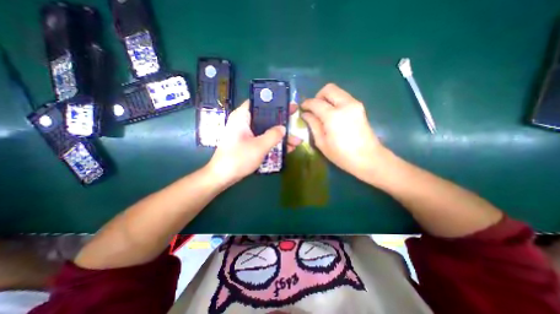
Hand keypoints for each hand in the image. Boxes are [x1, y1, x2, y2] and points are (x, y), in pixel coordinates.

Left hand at [206, 99, 301, 183]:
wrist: (222, 176)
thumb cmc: (238, 158)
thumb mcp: (259, 146)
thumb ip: (273, 135)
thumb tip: (283, 128)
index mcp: (242, 116)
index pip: (259, 102)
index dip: (275, 102)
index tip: (289, 105)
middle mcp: (244, 122)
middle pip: (265, 117)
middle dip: (281, 121)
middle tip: (296, 120)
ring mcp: (246, 134)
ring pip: (266, 130)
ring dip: (280, 136)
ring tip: (297, 141)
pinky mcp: (248, 143)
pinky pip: (263, 139)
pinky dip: (274, 143)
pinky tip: (287, 149)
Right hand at [302, 84, 390, 179]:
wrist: (369, 158)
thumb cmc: (342, 155)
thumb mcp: (322, 142)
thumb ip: (313, 125)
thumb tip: (305, 114)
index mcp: (333, 116)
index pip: (315, 102)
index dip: (306, 104)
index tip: (302, 108)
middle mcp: (345, 105)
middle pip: (329, 89)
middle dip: (318, 96)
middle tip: (314, 108)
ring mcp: (355, 104)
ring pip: (337, 91)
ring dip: (327, 98)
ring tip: (322, 112)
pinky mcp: (360, 107)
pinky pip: (344, 97)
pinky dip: (335, 101)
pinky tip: (333, 115)